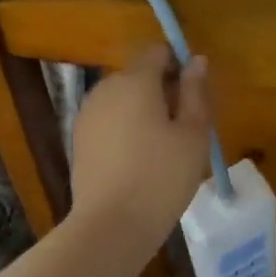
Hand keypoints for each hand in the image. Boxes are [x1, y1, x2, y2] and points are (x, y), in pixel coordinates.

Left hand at [70, 46, 211, 243]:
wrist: (111, 225)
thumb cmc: (162, 177)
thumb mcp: (193, 135)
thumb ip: (195, 93)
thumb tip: (196, 61)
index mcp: (136, 80)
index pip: (157, 51)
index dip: (178, 65)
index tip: (193, 97)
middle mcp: (106, 88)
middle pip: (139, 75)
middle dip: (162, 92)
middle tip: (184, 130)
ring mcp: (88, 114)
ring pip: (123, 100)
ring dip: (143, 112)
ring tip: (162, 150)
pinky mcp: (79, 139)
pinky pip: (109, 121)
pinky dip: (125, 131)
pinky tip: (138, 162)